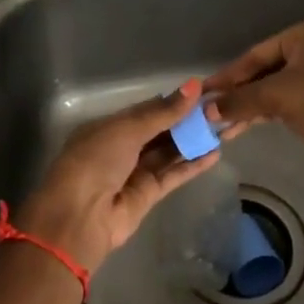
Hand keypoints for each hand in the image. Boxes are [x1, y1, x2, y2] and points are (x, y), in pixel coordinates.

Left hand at [14, 80, 221, 270]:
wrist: (79, 217)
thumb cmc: (96, 161)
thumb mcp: (126, 130)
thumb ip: (162, 112)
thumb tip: (194, 86)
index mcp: (109, 127)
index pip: (147, 109)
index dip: (174, 101)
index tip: (204, 91)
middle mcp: (122, 147)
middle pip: (161, 130)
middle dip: (188, 121)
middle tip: (220, 109)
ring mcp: (135, 172)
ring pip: (169, 152)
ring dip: (194, 141)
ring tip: (224, 128)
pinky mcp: (148, 195)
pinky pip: (173, 175)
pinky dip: (192, 165)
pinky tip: (215, 153)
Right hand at [204, 17, 303, 178]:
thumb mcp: (279, 96)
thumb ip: (240, 99)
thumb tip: (206, 109)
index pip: (256, 54)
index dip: (228, 75)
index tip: (202, 90)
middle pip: (262, 71)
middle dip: (235, 93)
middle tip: (206, 109)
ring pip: (270, 89)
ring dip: (245, 106)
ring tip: (216, 124)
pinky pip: (280, 103)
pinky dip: (259, 113)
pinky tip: (237, 127)